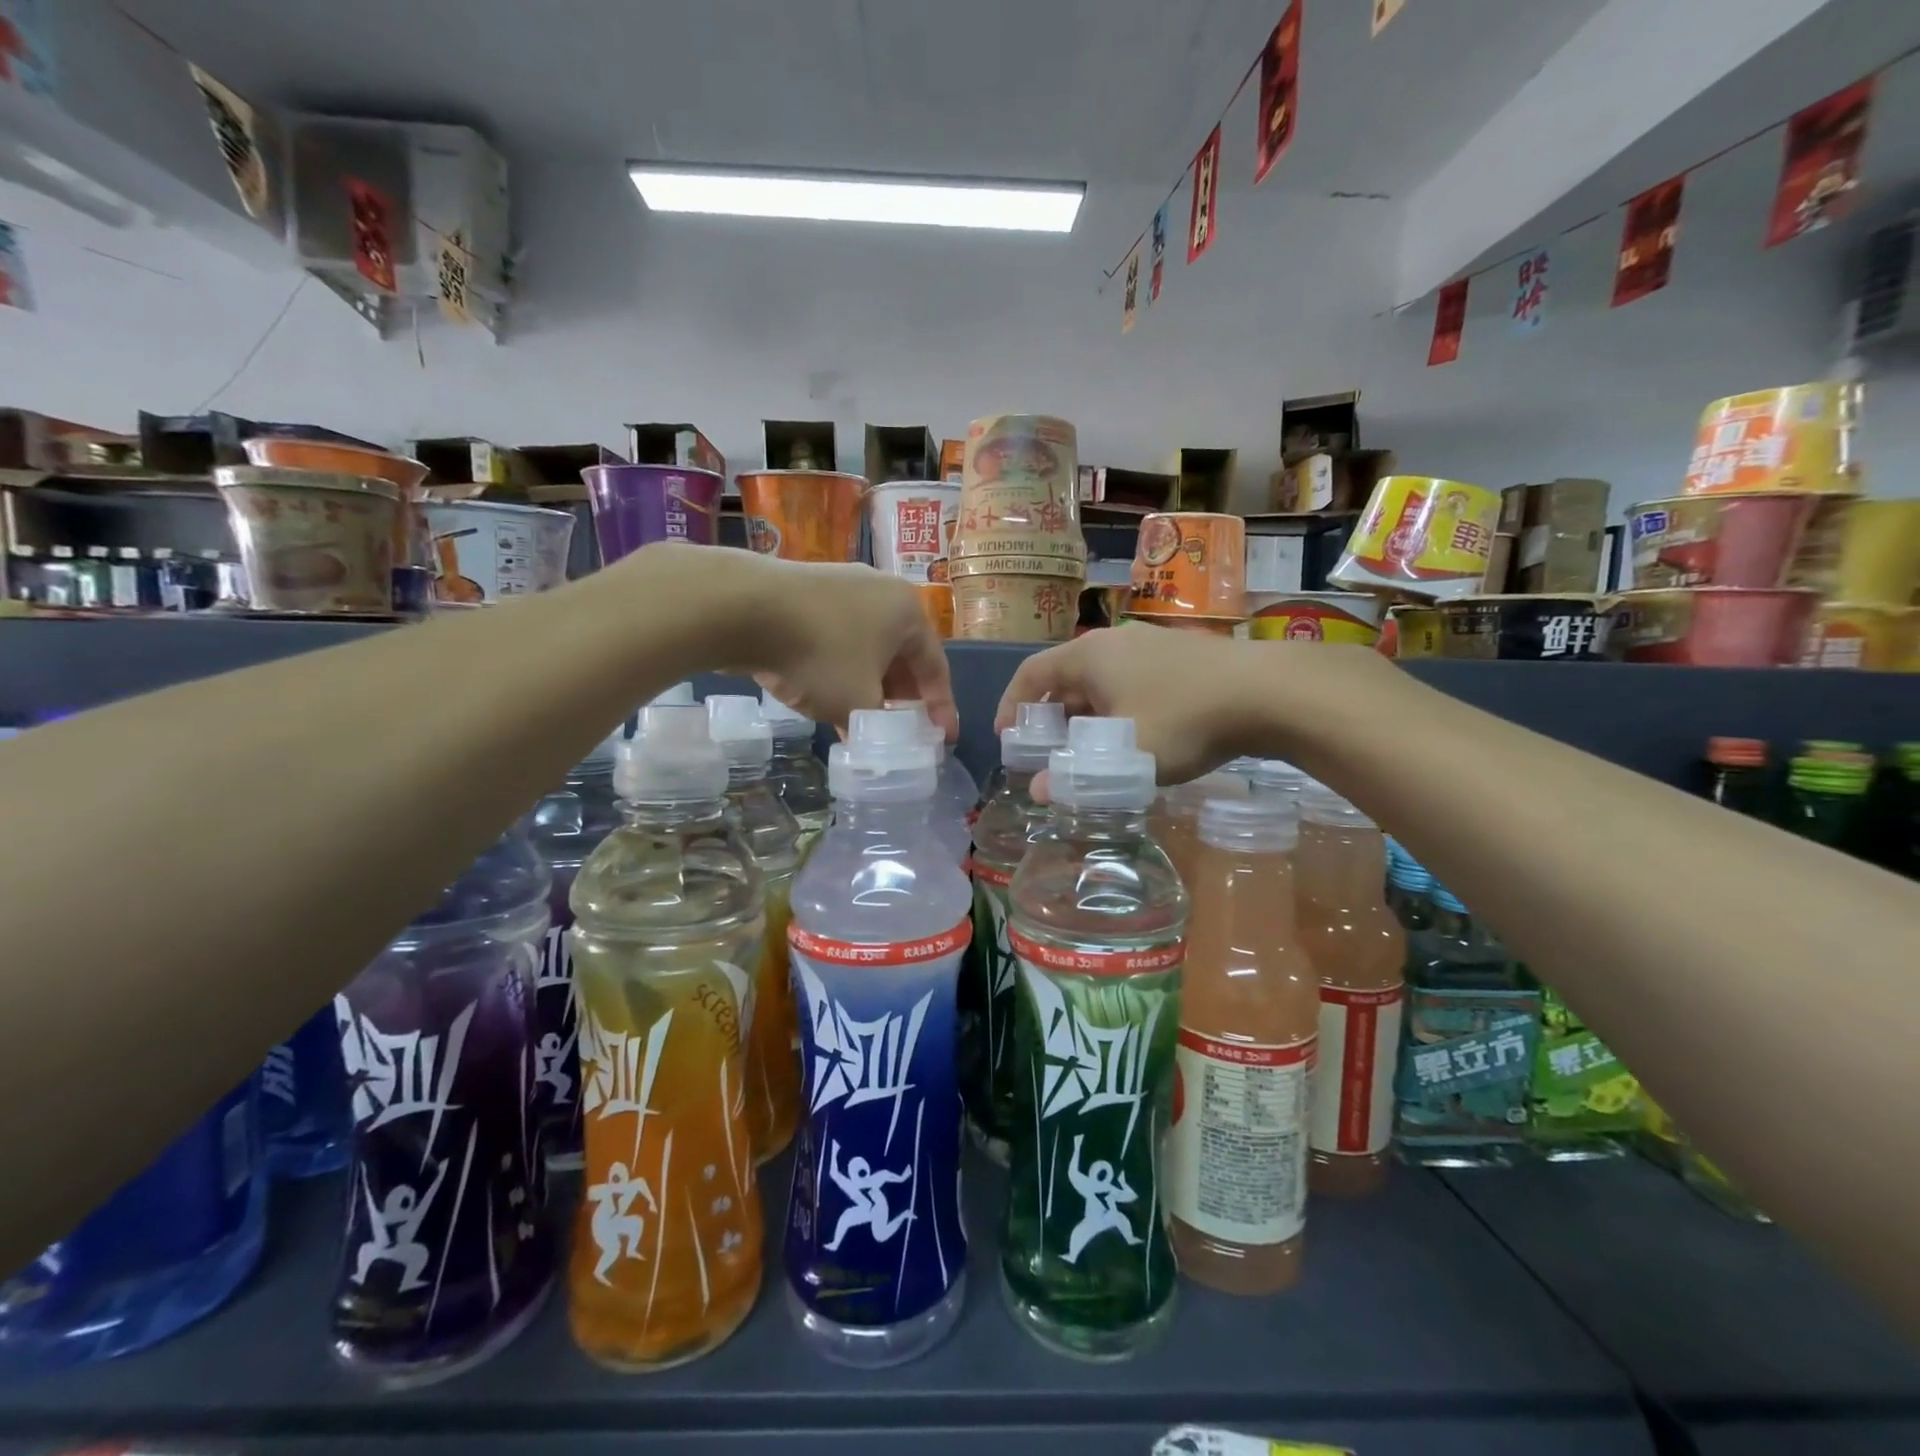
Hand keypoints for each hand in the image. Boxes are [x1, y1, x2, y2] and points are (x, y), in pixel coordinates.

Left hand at [644, 545, 954, 736]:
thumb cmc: (819, 654)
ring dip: (868, 686)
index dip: (941, 709)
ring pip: (867, 648)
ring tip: (862, 722)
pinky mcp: (807, 592)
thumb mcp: (856, 703)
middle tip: (901, 732)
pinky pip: (837, 638)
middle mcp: (881, 592)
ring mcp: (842, 586)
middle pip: (902, 656)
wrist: (743, 607)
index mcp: (908, 612)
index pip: (935, 668)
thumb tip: (876, 743)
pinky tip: (827, 695)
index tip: (944, 739)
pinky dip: (841, 669)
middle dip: (901, 698)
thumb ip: (877, 728)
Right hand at [995, 628, 1383, 787]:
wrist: (1270, 692)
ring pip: (1101, 681)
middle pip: (1065, 676)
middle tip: (1047, 754)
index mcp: (1089, 655)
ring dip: (1085, 716)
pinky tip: (1132, 740)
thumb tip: (1039, 792)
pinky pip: (1130, 683)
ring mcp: (1150, 646)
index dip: (1012, 706)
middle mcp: (1114, 642)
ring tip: (1087, 753)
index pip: (1032, 673)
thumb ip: (1077, 777)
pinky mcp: (1180, 658)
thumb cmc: (1184, 719)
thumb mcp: (1125, 757)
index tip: (1008, 739)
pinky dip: (1116, 710)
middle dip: (1051, 717)